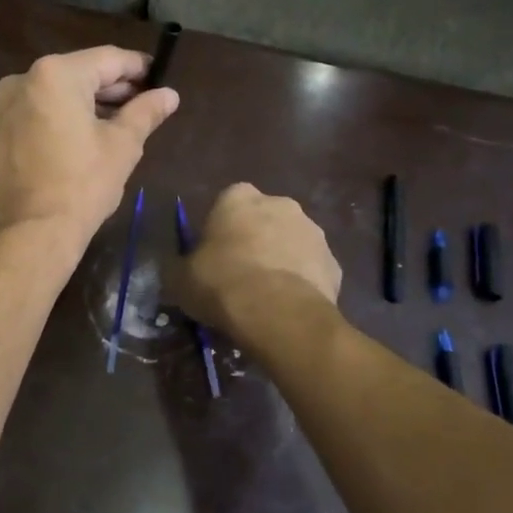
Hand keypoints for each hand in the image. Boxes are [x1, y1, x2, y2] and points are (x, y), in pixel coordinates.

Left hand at [0, 46, 179, 246]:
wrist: (26, 237)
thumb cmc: (81, 186)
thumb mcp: (122, 146)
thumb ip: (145, 112)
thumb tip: (169, 94)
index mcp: (54, 74)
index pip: (106, 59)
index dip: (137, 67)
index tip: (159, 77)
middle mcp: (21, 80)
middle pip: (77, 73)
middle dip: (111, 87)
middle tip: (144, 102)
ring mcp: (0, 106)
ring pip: (53, 93)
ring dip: (85, 102)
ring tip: (117, 122)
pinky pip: (34, 112)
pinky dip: (59, 117)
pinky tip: (81, 136)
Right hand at [172, 184, 340, 348]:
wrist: (279, 315)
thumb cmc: (222, 283)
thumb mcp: (180, 278)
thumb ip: (179, 267)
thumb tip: (178, 271)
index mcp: (238, 197)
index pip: (226, 203)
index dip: (220, 230)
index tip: (213, 256)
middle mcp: (280, 203)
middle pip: (263, 219)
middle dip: (255, 240)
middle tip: (240, 276)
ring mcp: (312, 231)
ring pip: (291, 243)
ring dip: (281, 260)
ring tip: (267, 297)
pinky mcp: (334, 263)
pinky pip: (311, 270)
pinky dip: (302, 283)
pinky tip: (288, 308)